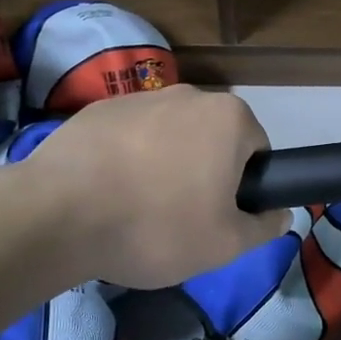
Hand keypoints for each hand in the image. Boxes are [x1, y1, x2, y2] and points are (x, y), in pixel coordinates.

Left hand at [19, 84, 290, 288]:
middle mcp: (189, 94)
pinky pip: (129, 134)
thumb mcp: (225, 244)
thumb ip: (263, 227)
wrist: (58, 215)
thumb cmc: (157, 227)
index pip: (257, 149)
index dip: (244, 186)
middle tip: (181, 215)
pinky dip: (127, 157)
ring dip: (165, 162)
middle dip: (205, 170)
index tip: (219, 214)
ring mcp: (139, 97)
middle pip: (212, 137)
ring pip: (170, 134)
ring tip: (138, 206)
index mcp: (229, 118)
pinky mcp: (98, 109)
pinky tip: (107, 191)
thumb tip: (282, 215)